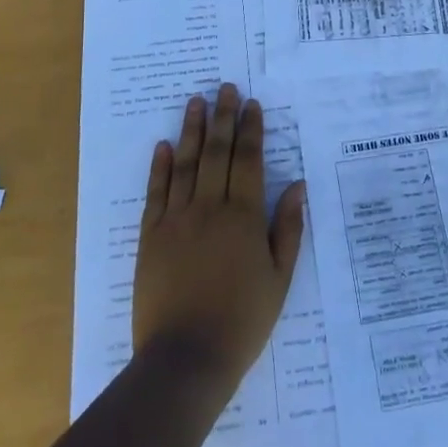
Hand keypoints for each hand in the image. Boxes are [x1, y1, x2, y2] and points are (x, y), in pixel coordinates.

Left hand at [132, 84, 306, 383]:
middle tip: (225, 87)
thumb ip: (287, 229)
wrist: (186, 358)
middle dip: (223, 118)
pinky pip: (156, 193)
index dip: (251, 131)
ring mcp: (176, 221)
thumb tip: (296, 186)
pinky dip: (160, 167)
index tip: (252, 105)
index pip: (249, 162)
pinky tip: (164, 146)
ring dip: (191, 131)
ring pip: (186, 165)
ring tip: (195, 101)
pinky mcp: (151, 237)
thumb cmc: (242, 321)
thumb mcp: (279, 279)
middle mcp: (209, 209)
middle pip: (217, 153)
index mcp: (244, 218)